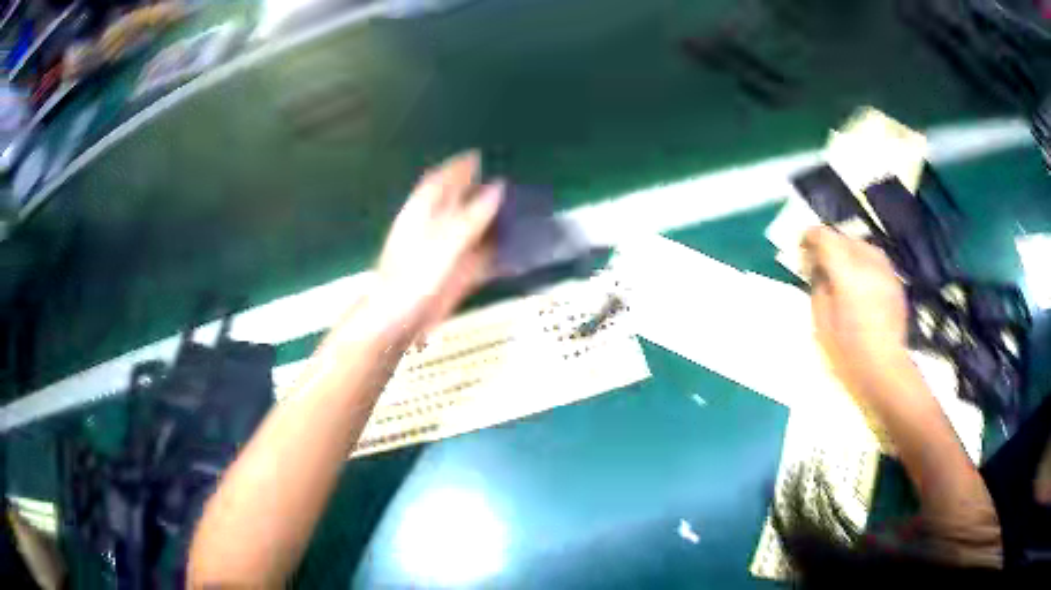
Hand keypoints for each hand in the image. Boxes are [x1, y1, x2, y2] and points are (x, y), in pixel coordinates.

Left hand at [372, 151, 503, 337]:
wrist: (398, 320)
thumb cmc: (414, 276)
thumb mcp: (446, 240)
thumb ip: (473, 214)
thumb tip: (498, 187)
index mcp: (424, 212)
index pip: (442, 181)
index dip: (459, 167)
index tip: (478, 156)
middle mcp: (434, 228)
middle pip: (459, 204)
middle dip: (480, 193)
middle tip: (505, 184)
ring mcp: (444, 252)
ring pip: (471, 230)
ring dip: (492, 222)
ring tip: (517, 212)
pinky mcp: (453, 275)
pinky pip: (478, 258)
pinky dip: (494, 252)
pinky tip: (511, 252)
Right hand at [803, 226, 908, 388]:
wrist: (885, 373)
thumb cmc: (848, 355)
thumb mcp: (821, 324)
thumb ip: (819, 289)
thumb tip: (819, 271)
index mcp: (846, 273)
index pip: (825, 237)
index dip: (810, 237)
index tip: (802, 249)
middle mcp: (868, 264)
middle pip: (844, 238)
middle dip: (830, 245)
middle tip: (820, 264)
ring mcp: (885, 272)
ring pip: (863, 246)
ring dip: (849, 252)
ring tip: (841, 271)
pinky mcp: (896, 284)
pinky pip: (876, 261)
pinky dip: (865, 265)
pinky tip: (861, 284)